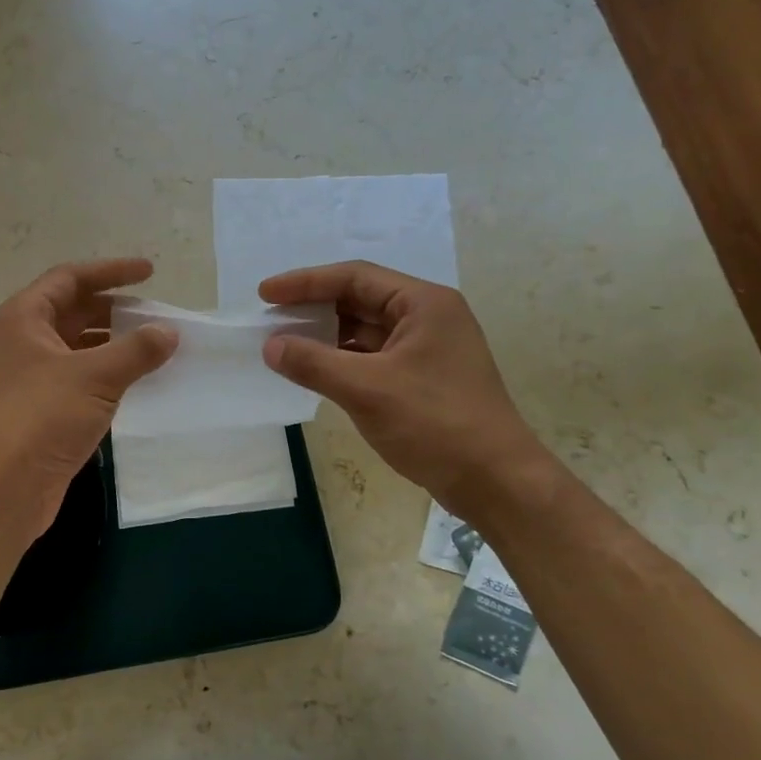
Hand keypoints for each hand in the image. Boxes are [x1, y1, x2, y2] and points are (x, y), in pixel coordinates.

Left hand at [0, 259, 177, 537]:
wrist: (0, 491)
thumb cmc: (40, 419)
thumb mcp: (94, 377)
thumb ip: (136, 350)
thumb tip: (168, 332)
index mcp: (22, 318)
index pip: (70, 278)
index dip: (111, 271)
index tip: (151, 273)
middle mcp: (20, 341)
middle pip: (72, 311)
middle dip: (114, 310)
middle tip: (156, 315)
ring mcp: (27, 377)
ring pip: (76, 347)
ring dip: (112, 344)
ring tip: (154, 348)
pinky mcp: (37, 410)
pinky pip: (77, 378)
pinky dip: (105, 374)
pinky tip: (135, 383)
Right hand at [259, 261, 549, 513]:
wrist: (495, 481)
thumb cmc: (435, 424)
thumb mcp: (367, 389)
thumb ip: (313, 363)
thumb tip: (271, 346)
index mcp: (423, 304)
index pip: (354, 277)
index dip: (305, 282)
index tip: (265, 293)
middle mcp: (428, 317)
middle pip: (360, 299)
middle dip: (314, 308)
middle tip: (271, 318)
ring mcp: (427, 349)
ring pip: (365, 331)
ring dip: (326, 336)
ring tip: (285, 345)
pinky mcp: (423, 379)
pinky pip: (373, 357)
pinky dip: (342, 360)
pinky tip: (315, 371)